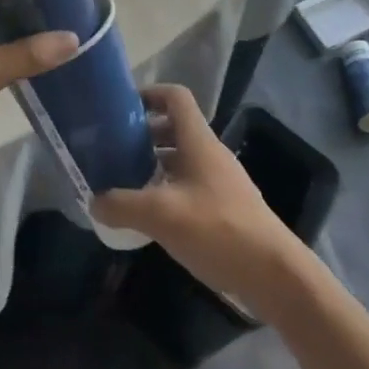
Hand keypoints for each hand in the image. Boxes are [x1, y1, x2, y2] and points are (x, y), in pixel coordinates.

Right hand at [92, 85, 304, 310]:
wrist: (274, 274)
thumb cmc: (218, 230)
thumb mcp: (162, 215)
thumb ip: (123, 205)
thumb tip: (94, 201)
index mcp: (198, 141)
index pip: (175, 97)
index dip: (149, 94)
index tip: (121, 109)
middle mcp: (210, 153)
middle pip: (175, 128)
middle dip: (143, 134)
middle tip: (114, 149)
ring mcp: (220, 181)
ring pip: (181, 159)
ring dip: (154, 164)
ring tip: (125, 182)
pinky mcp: (225, 207)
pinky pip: (190, 184)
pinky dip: (168, 189)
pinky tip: (151, 215)